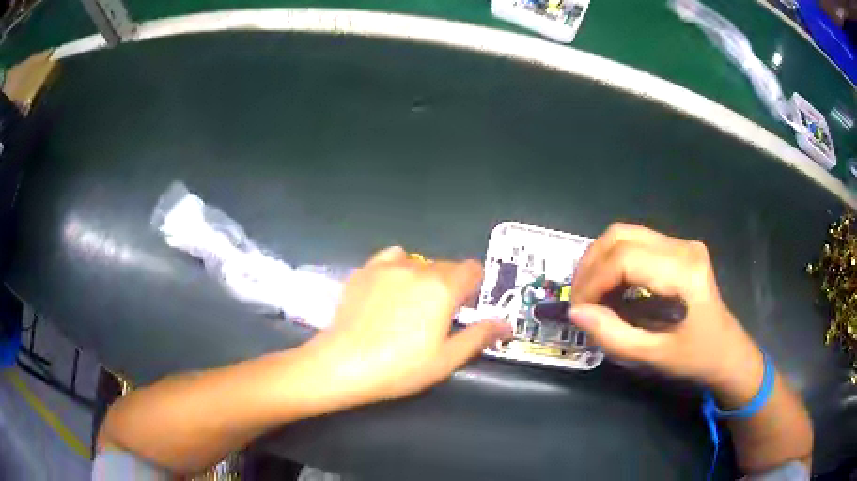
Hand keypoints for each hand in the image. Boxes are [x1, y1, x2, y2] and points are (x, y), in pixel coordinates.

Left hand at [303, 246, 511, 407]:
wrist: (343, 364)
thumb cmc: (400, 367)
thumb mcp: (446, 359)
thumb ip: (479, 336)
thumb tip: (505, 324)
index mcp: (442, 288)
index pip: (472, 269)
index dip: (475, 286)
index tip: (467, 307)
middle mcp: (418, 269)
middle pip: (447, 266)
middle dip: (451, 285)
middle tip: (439, 315)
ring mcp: (388, 267)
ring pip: (420, 262)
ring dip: (425, 277)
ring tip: (413, 304)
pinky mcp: (365, 270)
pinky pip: (391, 258)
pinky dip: (399, 268)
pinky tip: (391, 288)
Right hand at [569, 223, 762, 400]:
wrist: (728, 353)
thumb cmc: (696, 359)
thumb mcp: (654, 356)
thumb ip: (614, 335)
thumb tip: (576, 313)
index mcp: (684, 272)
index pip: (625, 258)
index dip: (593, 281)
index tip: (578, 310)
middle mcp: (683, 247)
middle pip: (621, 235)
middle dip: (590, 265)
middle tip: (579, 300)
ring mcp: (682, 244)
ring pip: (625, 234)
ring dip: (599, 261)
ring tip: (590, 294)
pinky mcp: (679, 249)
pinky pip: (636, 243)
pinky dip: (614, 262)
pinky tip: (610, 287)